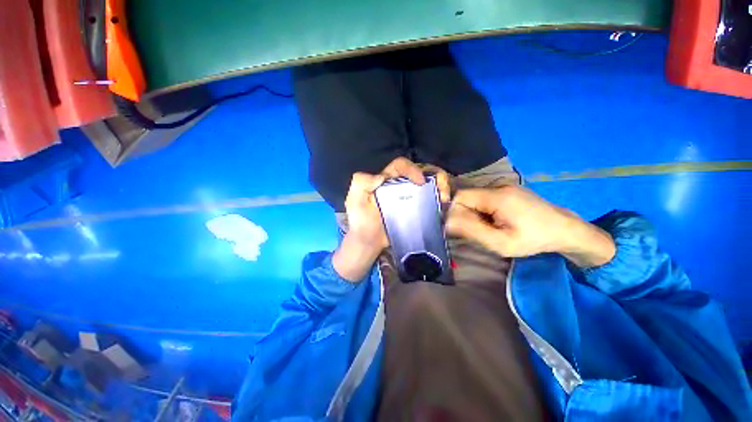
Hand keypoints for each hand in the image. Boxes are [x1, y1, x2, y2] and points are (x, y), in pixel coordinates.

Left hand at [332, 157, 450, 280]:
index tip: (420, 181)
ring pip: (429, 186)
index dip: (412, 169)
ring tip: (445, 199)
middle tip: (442, 190)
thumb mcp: (353, 199)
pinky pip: (430, 202)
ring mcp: (409, 199)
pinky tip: (443, 208)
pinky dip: (439, 202)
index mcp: (386, 180)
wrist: (368, 241)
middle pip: (421, 173)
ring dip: (441, 188)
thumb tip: (382, 177)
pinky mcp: (415, 212)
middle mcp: (400, 187)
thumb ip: (361, 182)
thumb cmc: (360, 220)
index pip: (401, 165)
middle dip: (435, 176)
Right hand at [446, 185, 614, 267]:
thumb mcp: (501, 243)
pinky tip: (498, 219)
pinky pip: (484, 197)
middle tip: (482, 231)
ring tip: (492, 227)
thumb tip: (446, 221)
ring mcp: (504, 185)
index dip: (455, 212)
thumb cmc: (533, 239)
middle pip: (467, 197)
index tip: (464, 228)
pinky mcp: (507, 188)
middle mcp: (498, 185)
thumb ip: (471, 231)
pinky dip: (484, 209)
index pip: (460, 197)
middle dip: (467, 215)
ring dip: (476, 213)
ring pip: (475, 198)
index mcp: (497, 196)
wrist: (564, 229)